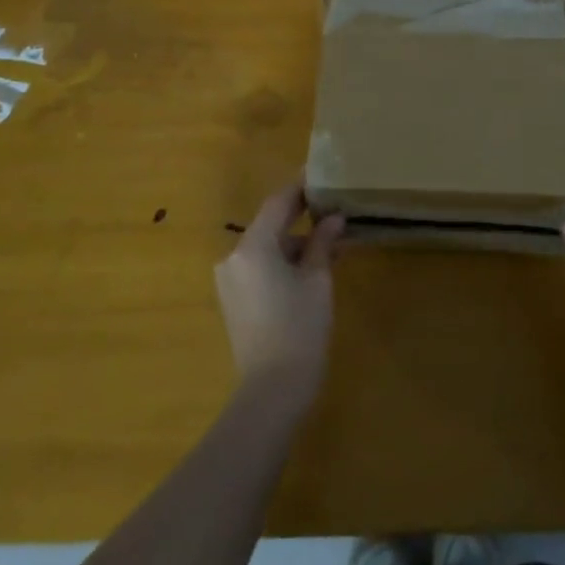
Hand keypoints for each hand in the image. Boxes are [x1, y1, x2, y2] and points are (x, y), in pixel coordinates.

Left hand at [214, 184, 344, 407]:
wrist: (271, 390)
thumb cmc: (300, 328)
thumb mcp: (317, 281)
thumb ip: (322, 243)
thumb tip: (333, 218)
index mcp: (253, 246)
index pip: (278, 202)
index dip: (301, 187)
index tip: (321, 174)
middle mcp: (234, 256)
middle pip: (270, 224)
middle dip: (301, 216)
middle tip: (333, 207)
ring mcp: (230, 279)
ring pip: (267, 247)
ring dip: (295, 242)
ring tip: (331, 243)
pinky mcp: (233, 299)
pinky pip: (260, 267)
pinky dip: (283, 262)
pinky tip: (311, 267)